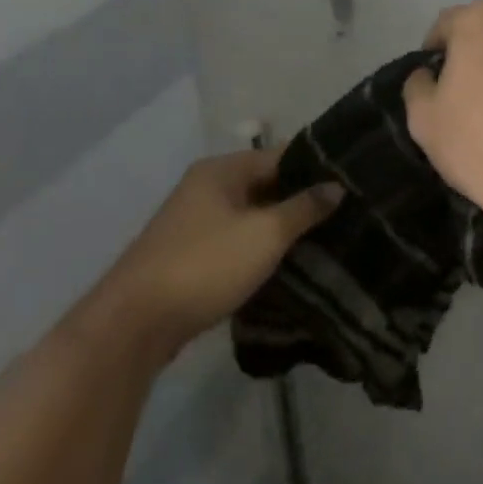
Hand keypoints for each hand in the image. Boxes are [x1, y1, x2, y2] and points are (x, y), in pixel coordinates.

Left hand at [88, 151, 341, 361]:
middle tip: (344, 212)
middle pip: (266, 185)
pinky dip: (259, 249)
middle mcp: (205, 188)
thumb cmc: (205, 265)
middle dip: (301, 200)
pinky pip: (236, 242)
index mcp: (221, 170)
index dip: (316, 167)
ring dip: (281, 228)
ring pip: (251, 216)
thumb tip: (337, 186)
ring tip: (325, 238)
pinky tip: (288, 263)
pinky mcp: (189, 258)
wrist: (131, 328)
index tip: (351, 181)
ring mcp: (193, 224)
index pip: (281, 155)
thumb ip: (304, 207)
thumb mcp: (266, 234)